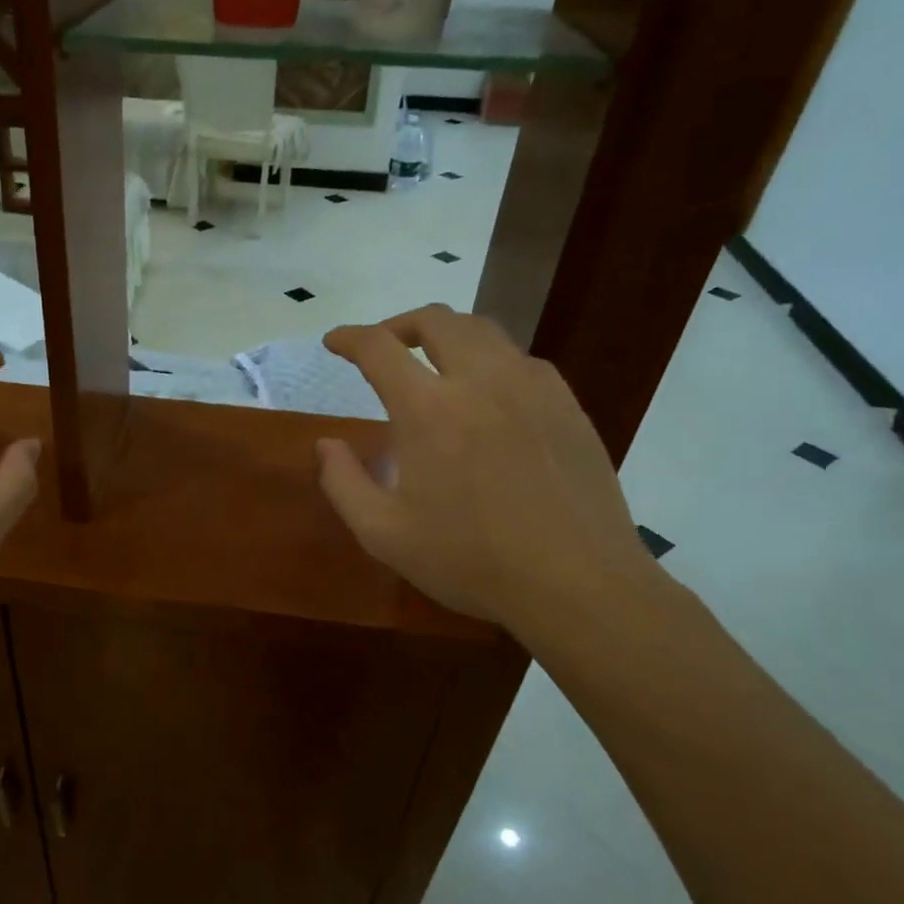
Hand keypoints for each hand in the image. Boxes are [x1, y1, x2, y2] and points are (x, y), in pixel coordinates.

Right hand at [316, 305, 659, 650]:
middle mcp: (480, 380)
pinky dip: (488, 360)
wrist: (577, 583)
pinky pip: (519, 360)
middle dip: (399, 324)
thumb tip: (326, 444)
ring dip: (445, 336)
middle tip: (383, 348)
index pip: (378, 348)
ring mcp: (531, 387)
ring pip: (482, 331)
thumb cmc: (470, 560)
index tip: (334, 342)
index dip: (348, 337)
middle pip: (436, 320)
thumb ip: (342, 482)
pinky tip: (486, 397)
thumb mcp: (383, 534)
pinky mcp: (566, 403)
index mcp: (429, 409)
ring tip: (432, 363)